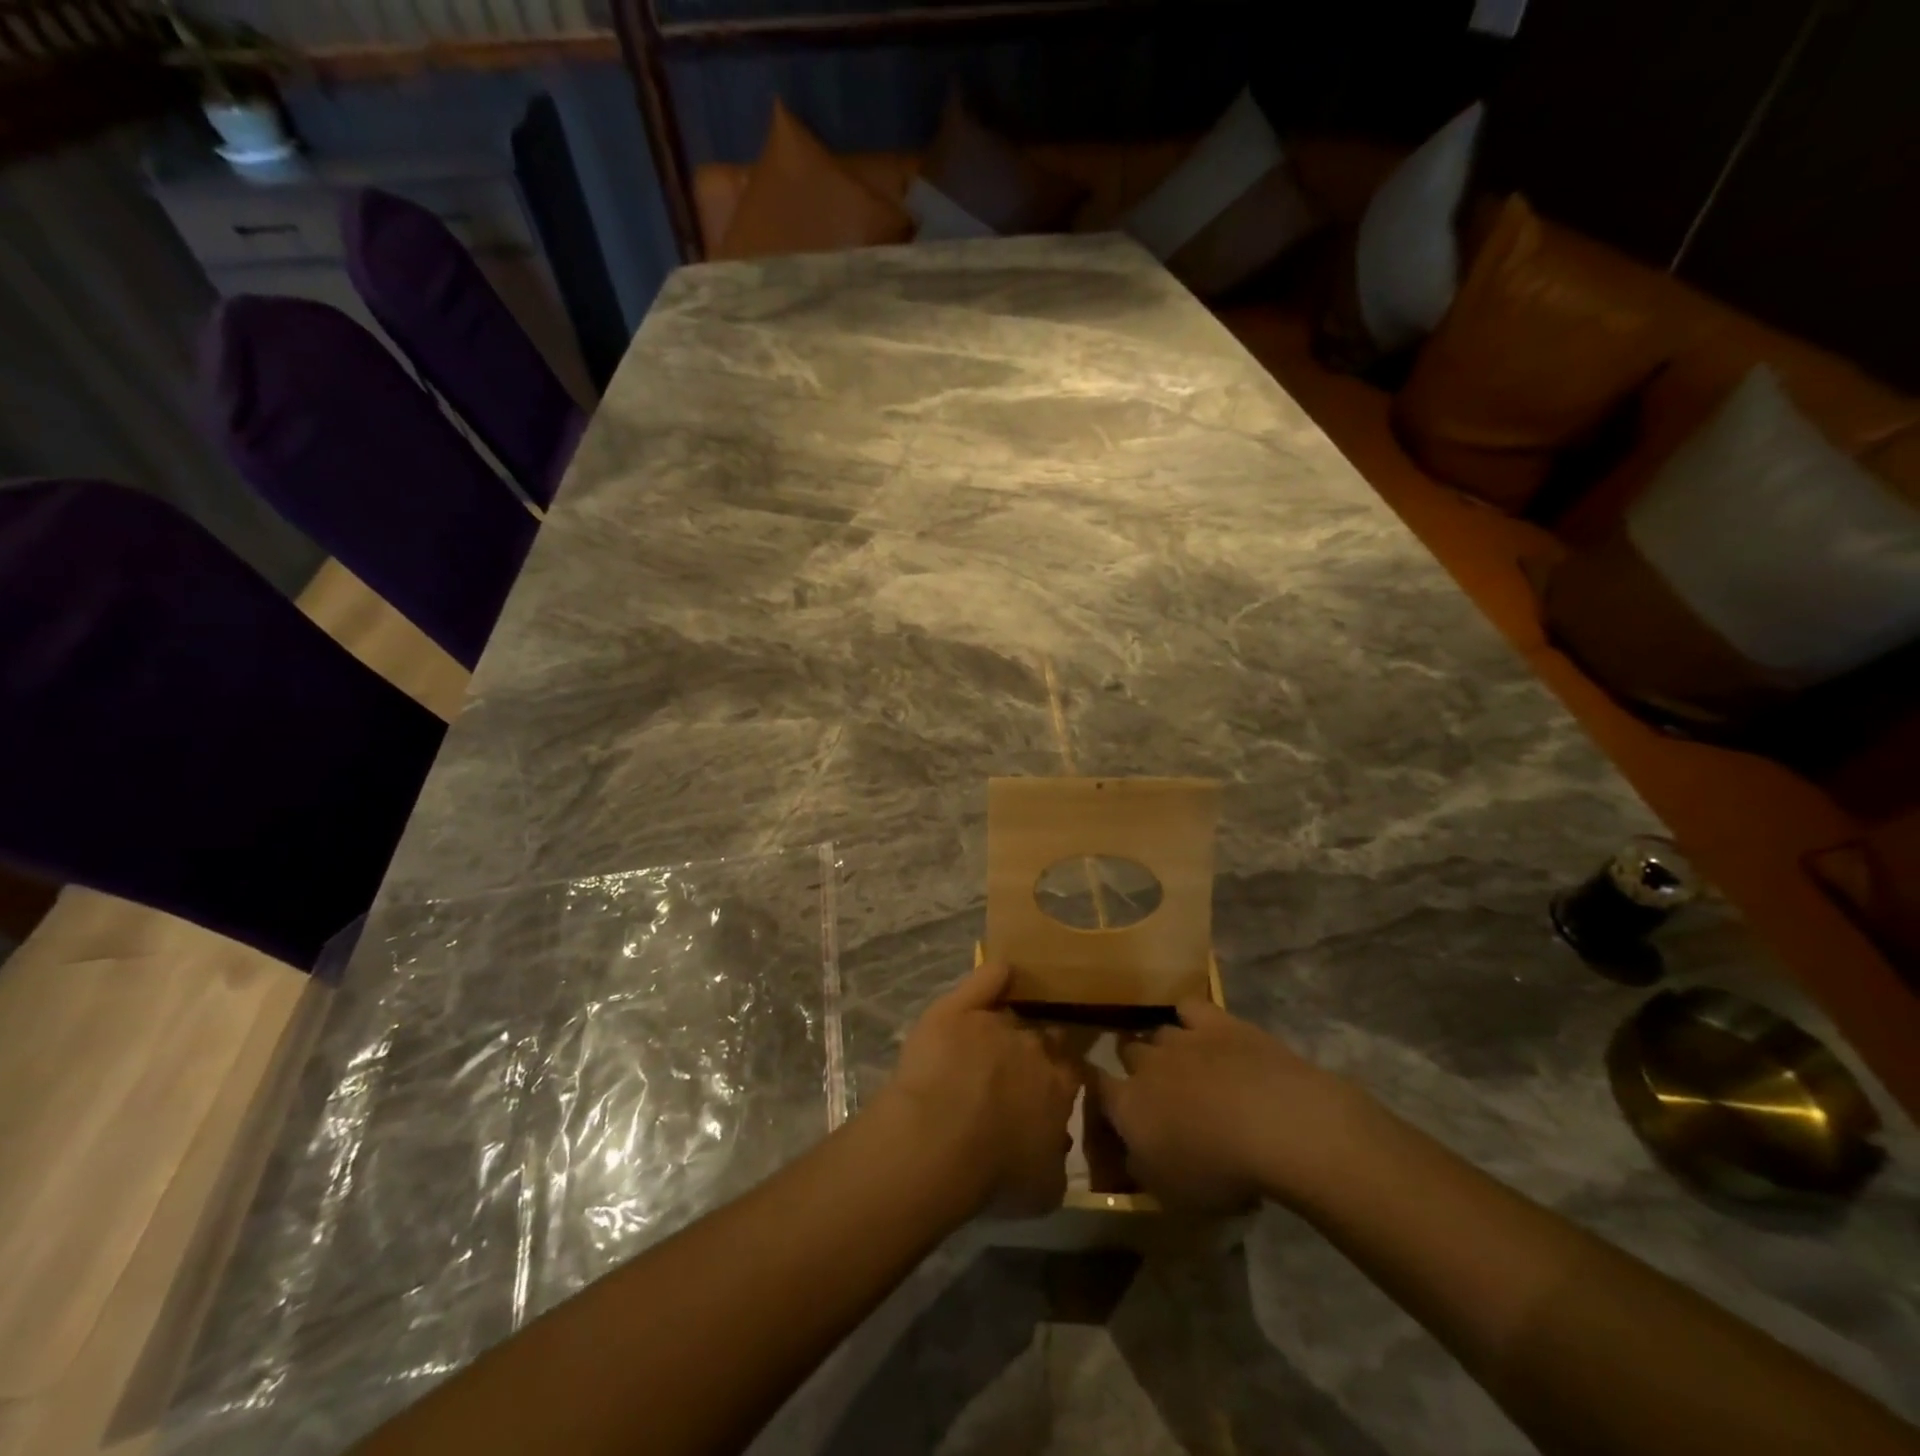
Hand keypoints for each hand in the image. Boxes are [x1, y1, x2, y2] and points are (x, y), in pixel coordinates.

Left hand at [885, 958, 1082, 1217]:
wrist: (938, 1141)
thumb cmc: (993, 1173)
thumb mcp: (1044, 1188)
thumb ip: (1057, 1158)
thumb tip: (1057, 1140)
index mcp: (1059, 1086)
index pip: (1071, 1068)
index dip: (1063, 1073)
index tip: (1054, 1082)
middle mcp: (1034, 1046)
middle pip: (1043, 1035)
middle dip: (1037, 1047)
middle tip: (1020, 1065)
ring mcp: (996, 1021)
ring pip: (1012, 1012)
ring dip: (1009, 1021)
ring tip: (997, 1032)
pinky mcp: (959, 1008)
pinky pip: (988, 978)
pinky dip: (997, 974)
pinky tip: (1002, 972)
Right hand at [1095, 999, 1361, 1212]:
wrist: (1274, 1124)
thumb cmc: (1219, 1172)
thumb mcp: (1172, 1194)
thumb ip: (1142, 1168)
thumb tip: (1129, 1153)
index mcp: (1127, 1106)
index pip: (1097, 1086)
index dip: (1097, 1087)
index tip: (1103, 1094)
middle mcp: (1145, 1064)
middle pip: (1127, 1051)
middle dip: (1134, 1064)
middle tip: (1154, 1085)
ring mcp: (1180, 1038)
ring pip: (1158, 1031)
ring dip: (1164, 1044)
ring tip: (1182, 1059)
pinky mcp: (1215, 1021)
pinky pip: (1189, 1007)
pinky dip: (1189, 1015)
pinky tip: (1199, 1027)